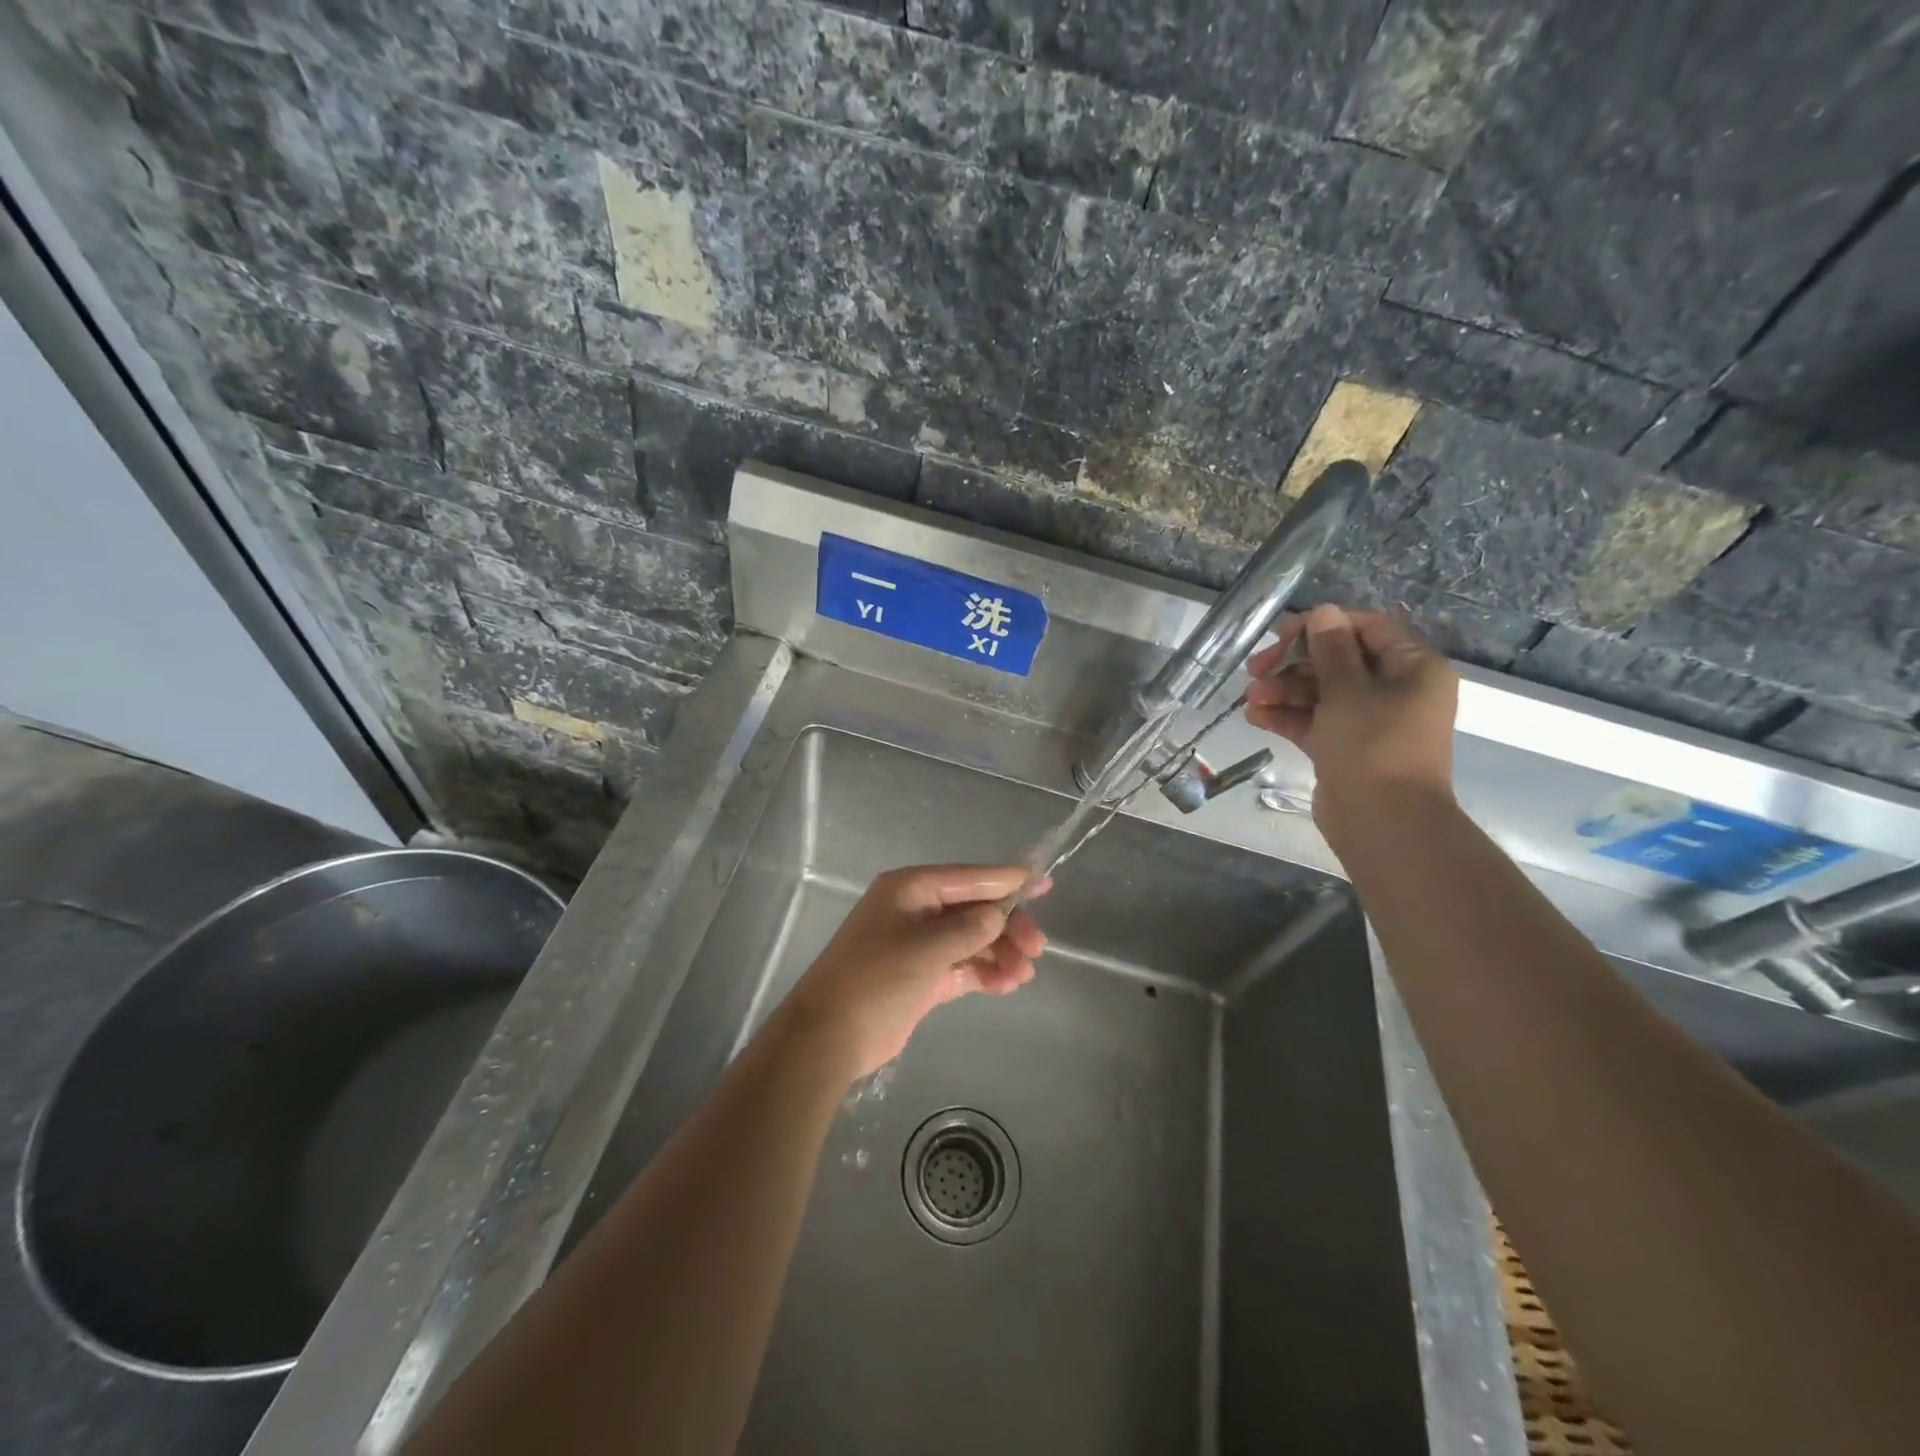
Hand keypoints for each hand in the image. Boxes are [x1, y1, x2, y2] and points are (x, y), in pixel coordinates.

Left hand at [779, 864, 1047, 1080]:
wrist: (829, 1036)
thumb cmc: (876, 980)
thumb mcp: (926, 948)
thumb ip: (970, 928)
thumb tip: (1000, 914)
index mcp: (910, 889)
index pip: (969, 877)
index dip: (1007, 880)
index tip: (1044, 882)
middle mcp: (917, 910)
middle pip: (974, 909)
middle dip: (1007, 926)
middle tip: (1035, 949)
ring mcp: (920, 944)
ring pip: (972, 939)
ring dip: (999, 953)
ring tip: (1022, 975)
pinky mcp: (923, 976)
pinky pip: (963, 966)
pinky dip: (985, 972)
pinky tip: (1006, 985)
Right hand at [1244, 604, 1458, 829]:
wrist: (1383, 822)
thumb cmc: (1373, 746)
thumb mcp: (1349, 690)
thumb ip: (1331, 649)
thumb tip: (1324, 612)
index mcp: (1412, 667)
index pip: (1365, 628)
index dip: (1322, 626)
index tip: (1281, 634)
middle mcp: (1394, 690)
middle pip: (1337, 661)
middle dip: (1294, 663)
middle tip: (1256, 668)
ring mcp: (1368, 721)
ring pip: (1321, 692)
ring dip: (1283, 691)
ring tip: (1251, 698)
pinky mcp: (1345, 747)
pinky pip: (1314, 721)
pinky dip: (1286, 717)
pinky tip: (1254, 717)